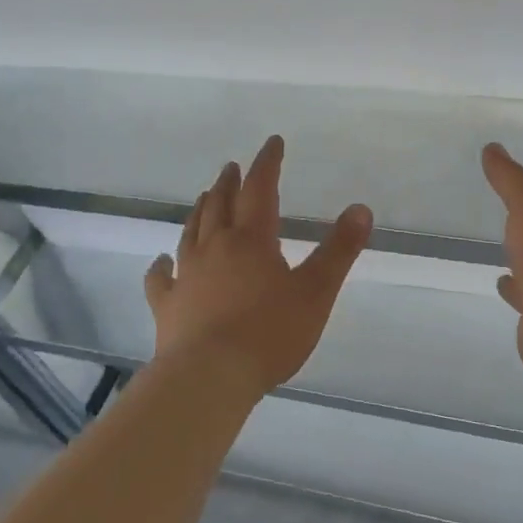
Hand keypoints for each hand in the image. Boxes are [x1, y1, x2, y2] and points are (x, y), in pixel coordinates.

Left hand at [144, 135, 371, 399]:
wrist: (209, 378)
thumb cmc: (269, 334)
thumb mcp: (316, 292)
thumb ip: (339, 250)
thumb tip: (361, 208)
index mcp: (252, 240)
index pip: (260, 189)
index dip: (267, 164)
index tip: (272, 143)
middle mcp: (215, 248)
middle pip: (221, 205)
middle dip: (230, 183)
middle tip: (233, 167)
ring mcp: (187, 276)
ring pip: (192, 232)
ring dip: (201, 211)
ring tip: (206, 197)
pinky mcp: (167, 306)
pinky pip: (161, 278)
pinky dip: (162, 266)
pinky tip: (162, 261)